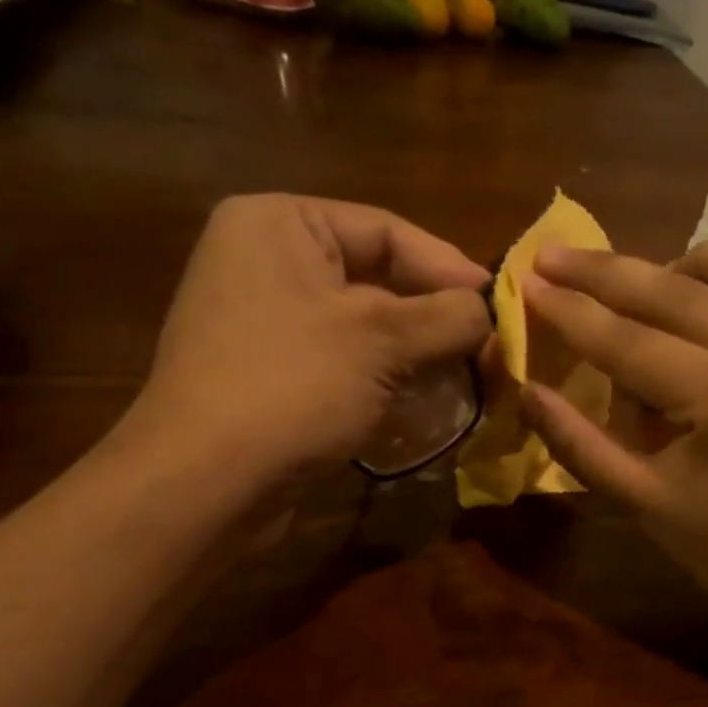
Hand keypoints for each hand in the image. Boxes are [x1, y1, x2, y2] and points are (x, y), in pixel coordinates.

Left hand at [120, 194, 491, 495]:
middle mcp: (266, 262)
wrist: (206, 483)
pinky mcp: (271, 376)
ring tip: (466, 379)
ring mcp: (265, 324)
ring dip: (416, 355)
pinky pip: (342, 364)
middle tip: (488, 348)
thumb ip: (446, 316)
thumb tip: (490, 311)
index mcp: (280, 224)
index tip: (501, 305)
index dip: (449, 267)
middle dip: (434, 318)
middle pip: (376, 278)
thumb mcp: (380, 340)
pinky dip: (384, 381)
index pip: (386, 229)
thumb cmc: (292, 387)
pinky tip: (422, 404)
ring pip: (363, 328)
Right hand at [518, 239, 707, 640]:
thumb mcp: (641, 503)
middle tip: (556, 256)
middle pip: (680, 295)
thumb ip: (579, 443)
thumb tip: (527, 390)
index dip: (572, 312)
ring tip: (650, 277)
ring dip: (695, 264)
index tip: (527, 281)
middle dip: (609, 274)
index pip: (630, 342)